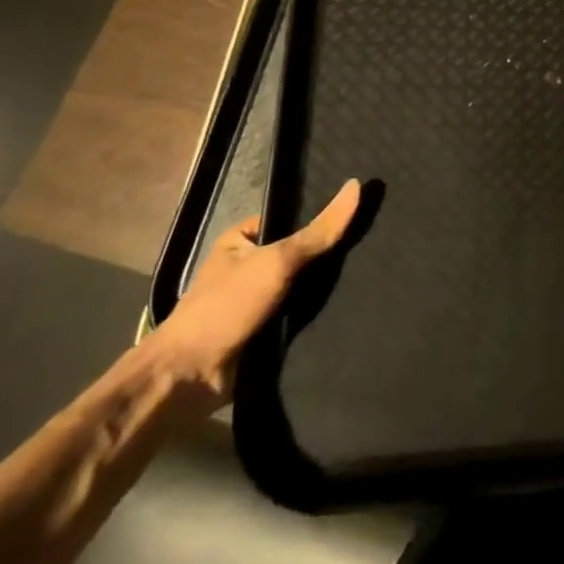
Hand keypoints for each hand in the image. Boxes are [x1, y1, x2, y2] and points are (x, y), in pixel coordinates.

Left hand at [143, 179, 362, 405]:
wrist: (189, 378)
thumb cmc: (227, 307)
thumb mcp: (278, 260)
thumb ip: (319, 230)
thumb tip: (358, 184)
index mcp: (240, 240)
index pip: (292, 218)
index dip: (324, 216)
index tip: (362, 213)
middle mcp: (248, 267)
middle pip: (300, 253)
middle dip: (329, 255)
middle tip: (374, 245)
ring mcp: (256, 301)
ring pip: (303, 286)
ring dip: (327, 288)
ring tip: (373, 274)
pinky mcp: (265, 332)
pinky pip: (300, 315)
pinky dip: (319, 313)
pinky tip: (354, 305)